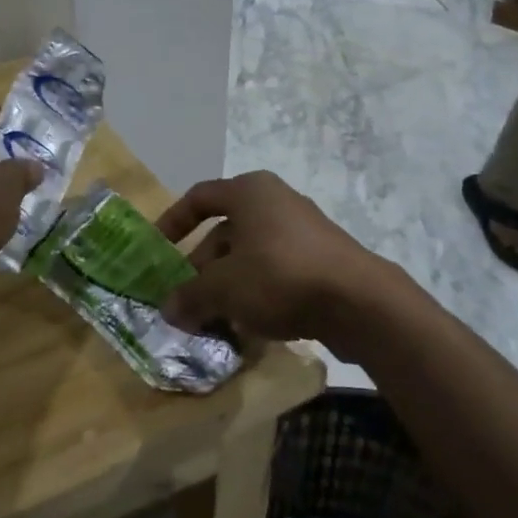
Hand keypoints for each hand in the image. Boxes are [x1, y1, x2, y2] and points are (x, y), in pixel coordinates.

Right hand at [156, 171, 401, 341]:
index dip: (173, 222)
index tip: (157, 249)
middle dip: (200, 267)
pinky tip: (246, 325)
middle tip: (185, 299)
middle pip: (224, 231)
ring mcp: (302, 231)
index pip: (199, 198)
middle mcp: (276, 202)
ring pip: (249, 255)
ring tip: (212, 318)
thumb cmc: (279, 276)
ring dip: (226, 285)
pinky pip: (275, 271)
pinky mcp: (322, 260)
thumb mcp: (223, 288)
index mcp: (249, 192)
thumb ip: (190, 297)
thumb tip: (167, 311)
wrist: (360, 302)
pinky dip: (256, 293)